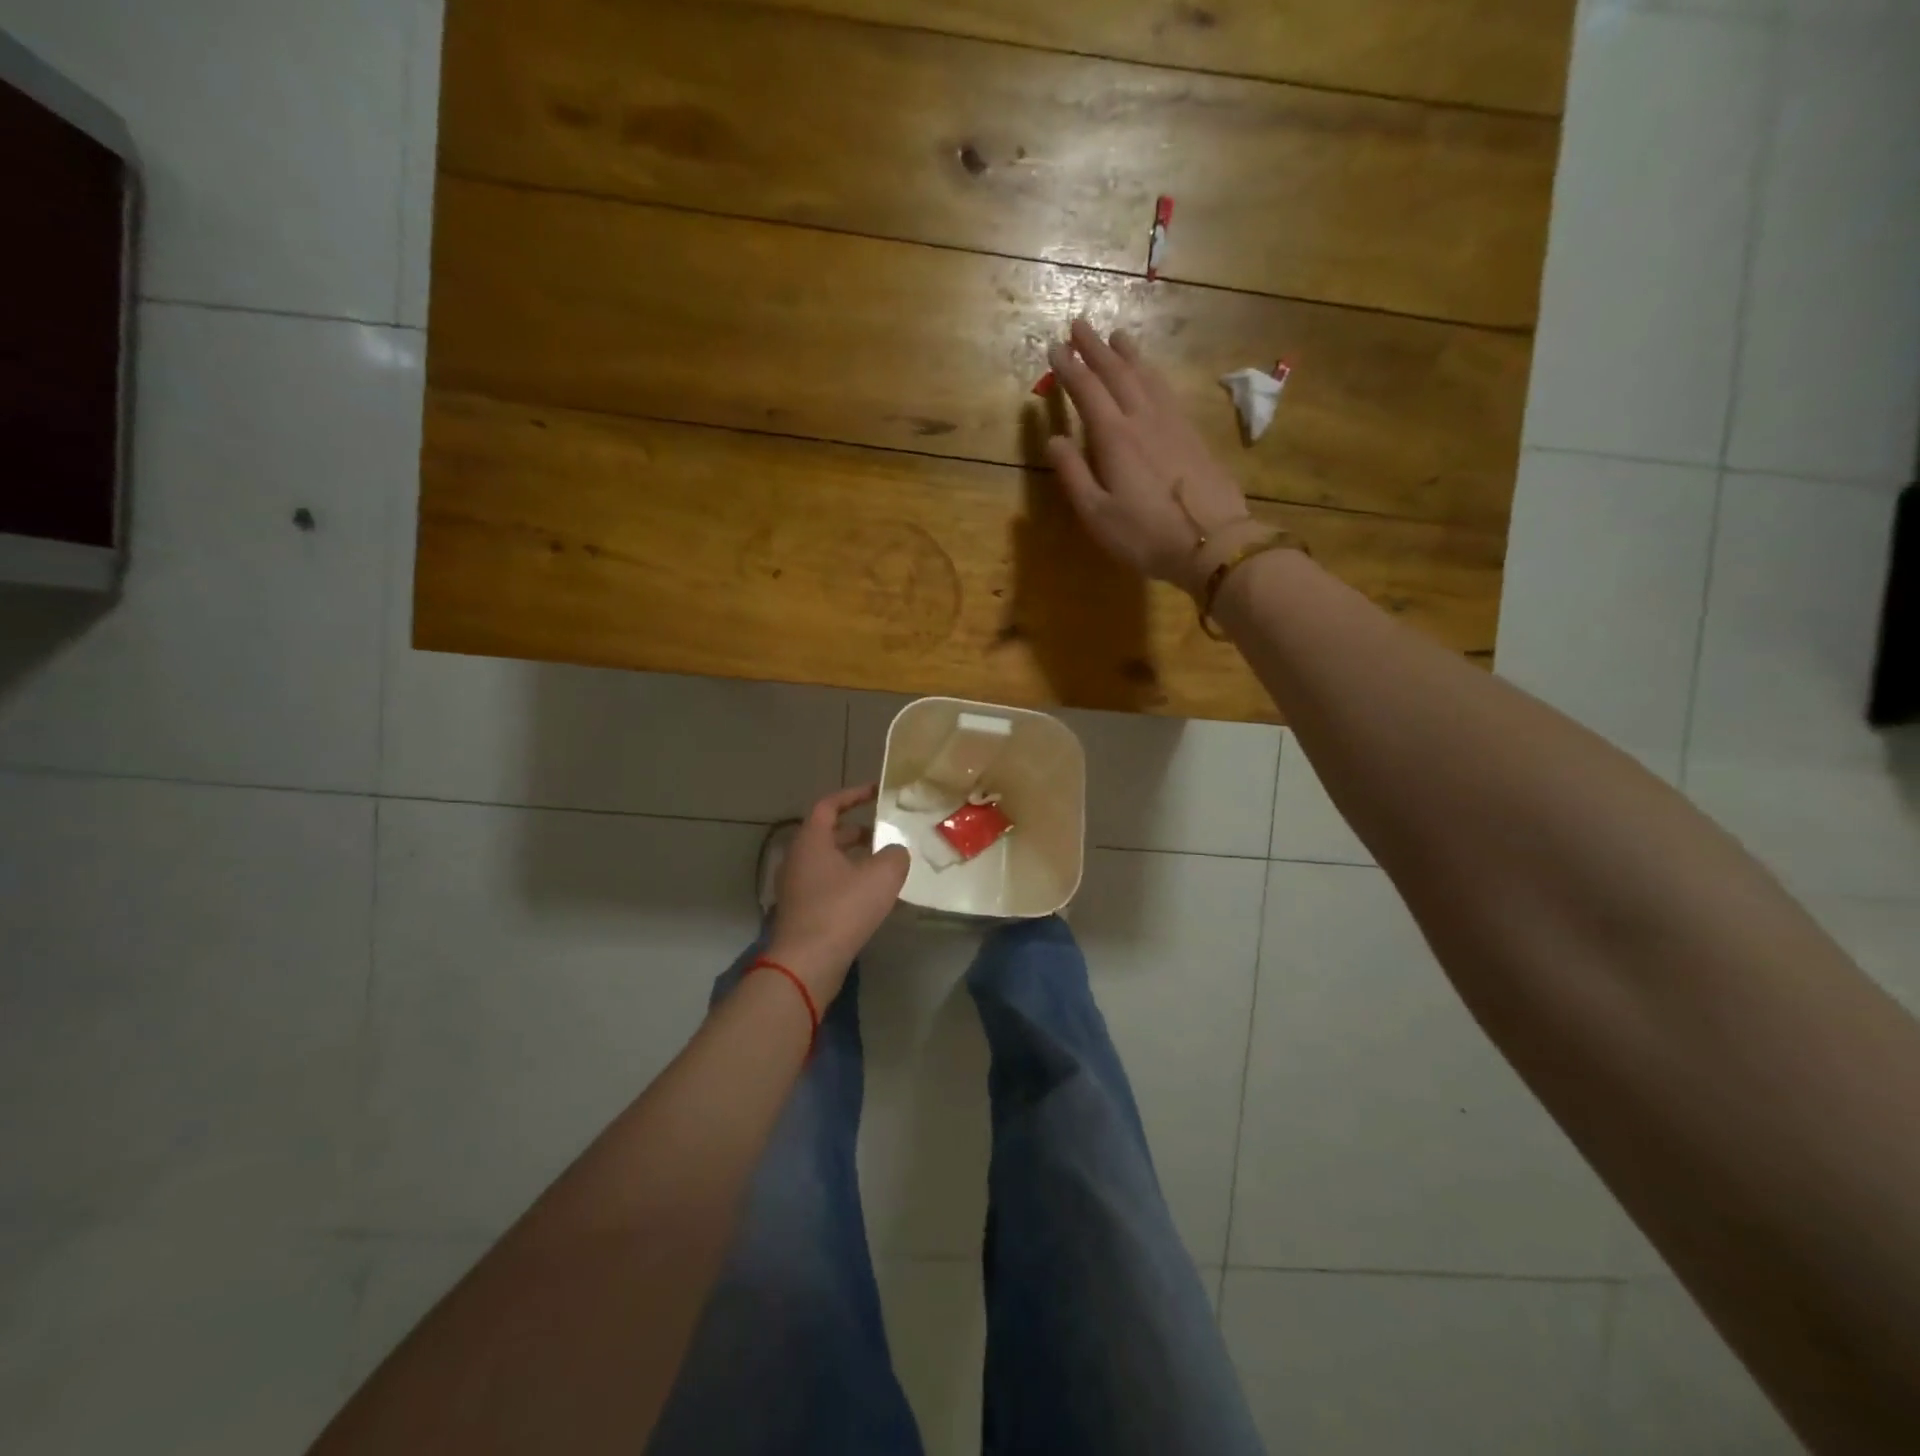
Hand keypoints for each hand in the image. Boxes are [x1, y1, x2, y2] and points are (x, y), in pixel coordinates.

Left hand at [765, 785, 909, 1001]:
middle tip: (884, 834)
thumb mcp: (882, 875)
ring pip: (826, 862)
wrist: (807, 962)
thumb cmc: (842, 909)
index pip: (829, 804)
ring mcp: (794, 887)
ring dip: (853, 859)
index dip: (854, 795)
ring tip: (882, 866)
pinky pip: (825, 885)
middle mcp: (797, 858)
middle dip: (857, 831)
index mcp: (811, 840)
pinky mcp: (799, 911)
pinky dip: (846, 881)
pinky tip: (869, 897)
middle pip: (827, 834)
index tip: (877, 793)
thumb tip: (895, 853)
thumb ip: (895, 855)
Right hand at [1044, 318, 1264, 595]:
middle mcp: (1143, 419)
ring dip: (1128, 354)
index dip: (1069, 367)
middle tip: (1080, 323)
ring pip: (1146, 376)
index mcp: (1114, 438)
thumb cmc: (1145, 535)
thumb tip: (1053, 439)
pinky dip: (1153, 374)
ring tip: (1116, 335)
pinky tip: (1152, 374)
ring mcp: (1172, 424)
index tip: (1055, 346)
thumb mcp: (1097, 514)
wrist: (1212, 542)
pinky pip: (1167, 391)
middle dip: (1096, 348)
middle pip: (1117, 373)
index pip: (1087, 391)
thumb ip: (1073, 474)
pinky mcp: (1193, 434)